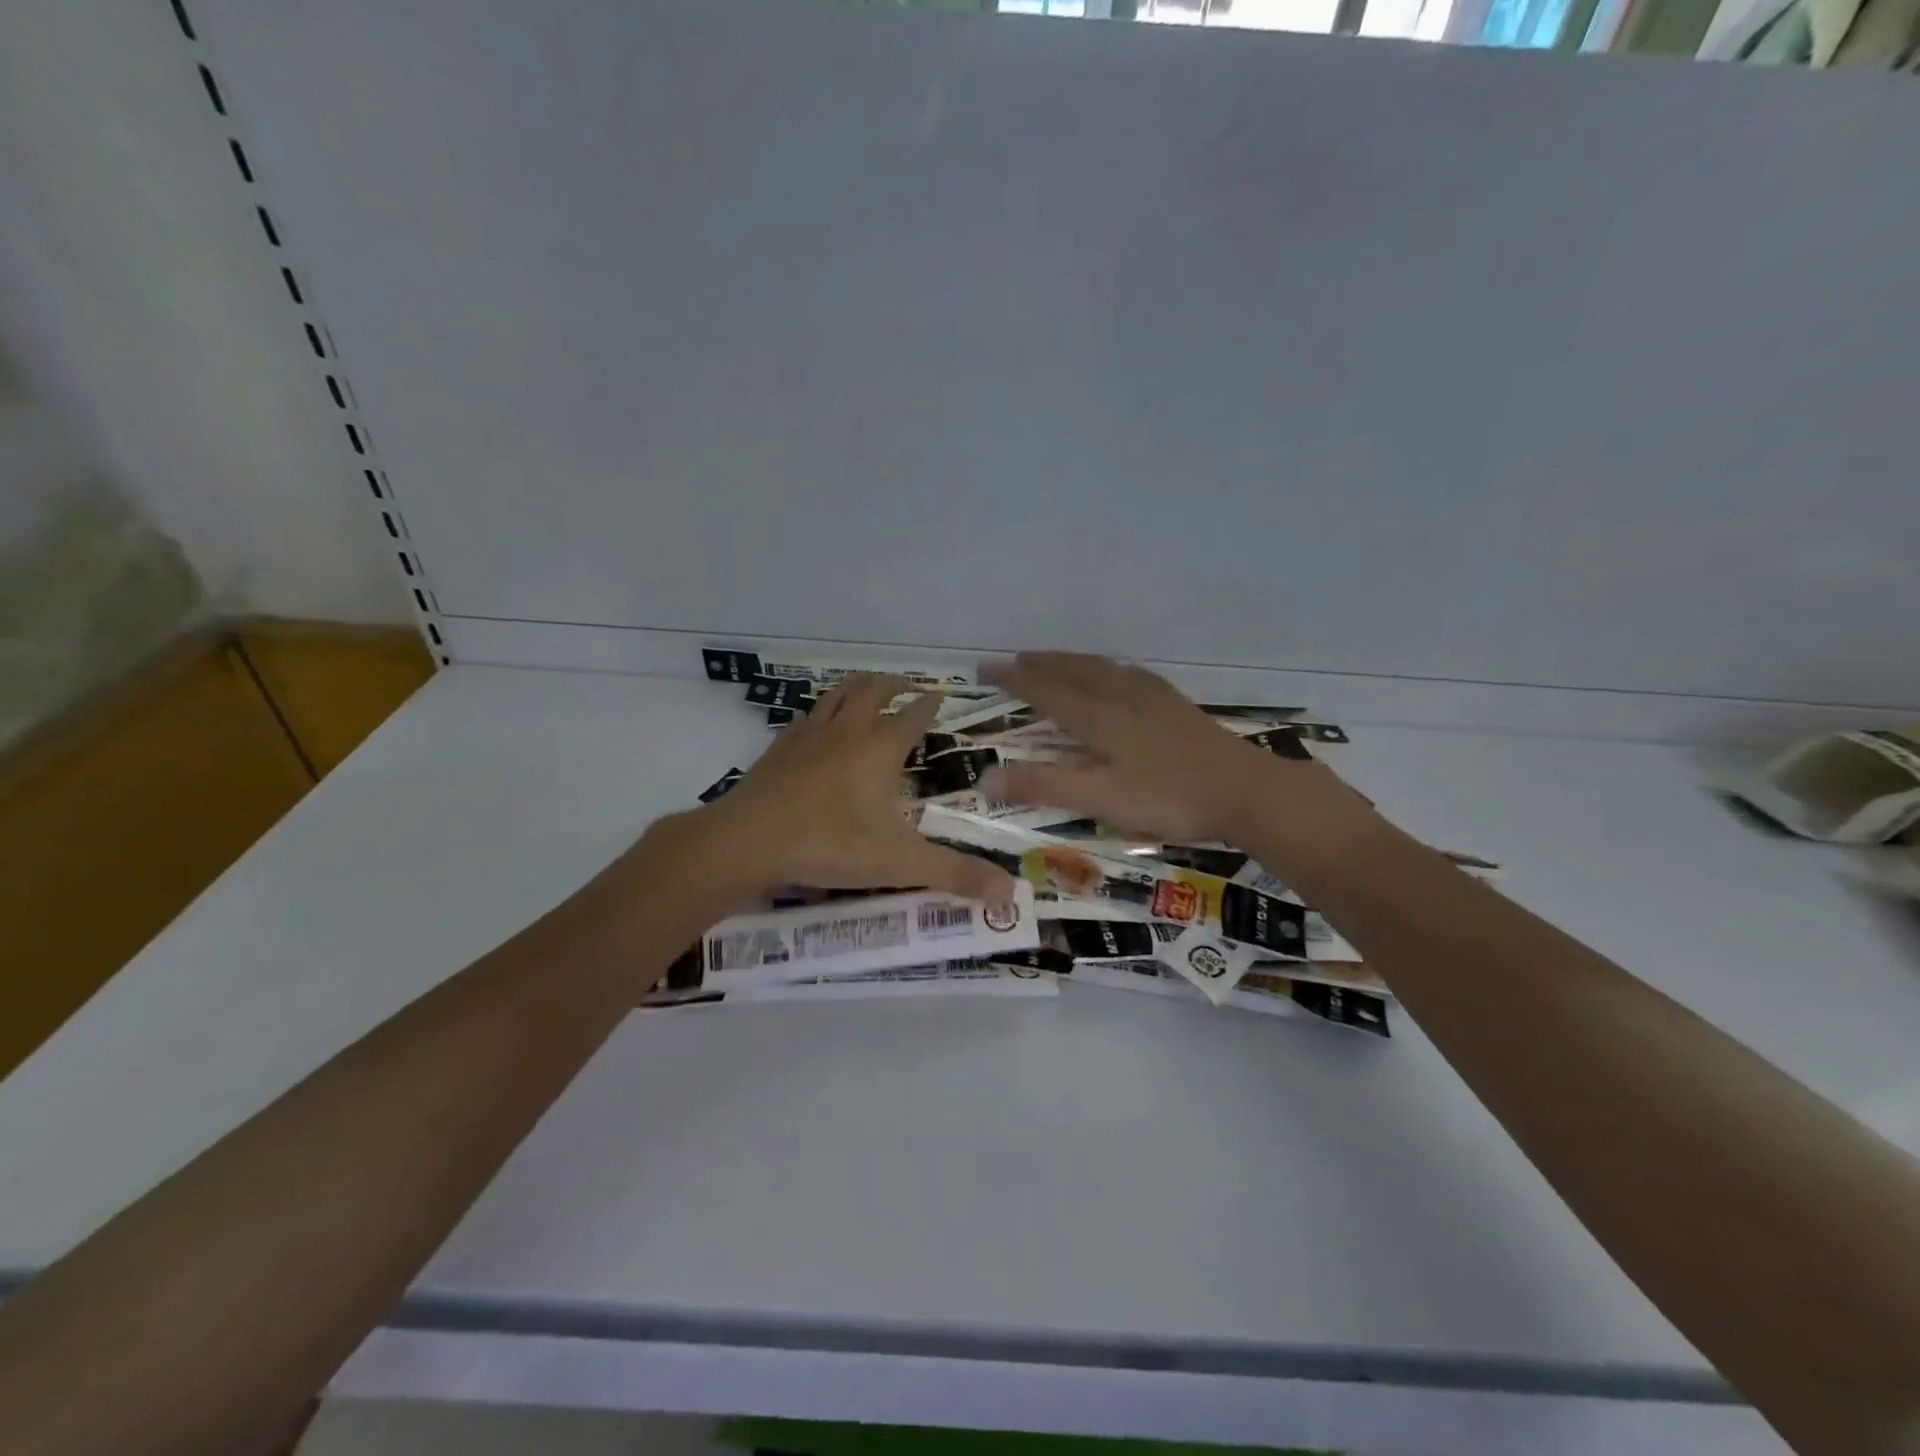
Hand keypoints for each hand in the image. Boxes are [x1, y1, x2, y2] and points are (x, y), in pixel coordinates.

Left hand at [694, 674, 1015, 905]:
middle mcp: (847, 731)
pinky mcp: (778, 749)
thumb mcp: (900, 862)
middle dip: (895, 684)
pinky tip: (816, 728)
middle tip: (909, 686)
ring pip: (837, 695)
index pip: (914, 715)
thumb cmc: (831, 844)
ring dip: (857, 688)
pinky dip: (820, 715)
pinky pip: (805, 719)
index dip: (930, 706)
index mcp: (880, 747)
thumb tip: (1010, 893)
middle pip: (874, 690)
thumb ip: (954, 875)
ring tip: (867, 690)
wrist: (749, 840)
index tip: (942, 697)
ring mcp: (808, 736)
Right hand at [979, 652, 1346, 845]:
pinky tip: (1120, 673)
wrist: (1245, 790)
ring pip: (1102, 668)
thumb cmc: (1168, 797)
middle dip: (1040, 664)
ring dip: (1072, 661)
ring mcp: (1152, 698)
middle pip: (1073, 671)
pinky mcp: (1176, 706)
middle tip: (1014, 659)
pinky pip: (1130, 674)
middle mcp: (1121, 697)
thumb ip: (1043, 787)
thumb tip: (983, 779)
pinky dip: (1109, 668)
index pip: (1045, 690)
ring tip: (1056, 660)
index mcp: (1098, 716)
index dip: (1013, 679)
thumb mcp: (1099, 798)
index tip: (984, 668)